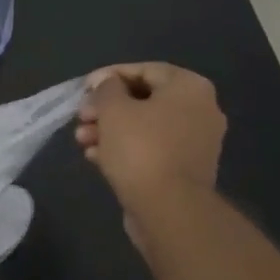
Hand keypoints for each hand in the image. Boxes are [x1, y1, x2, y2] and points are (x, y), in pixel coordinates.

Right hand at [75, 63, 226, 252]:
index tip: (83, 89)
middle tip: (80, 117)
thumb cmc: (141, 149)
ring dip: (110, 130)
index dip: (109, 76)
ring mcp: (195, 141)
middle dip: (106, 108)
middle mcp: (200, 109)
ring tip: (81, 140)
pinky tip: (95, 157)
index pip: (144, 70)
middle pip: (144, 99)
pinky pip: (151, 149)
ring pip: (144, 126)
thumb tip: (107, 83)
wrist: (169, 209)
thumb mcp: (113, 110)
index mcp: (189, 88)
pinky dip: (124, 149)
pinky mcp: (184, 168)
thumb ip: (106, 89)